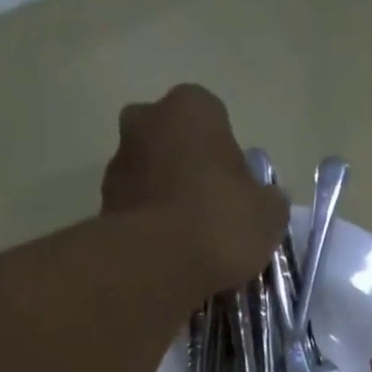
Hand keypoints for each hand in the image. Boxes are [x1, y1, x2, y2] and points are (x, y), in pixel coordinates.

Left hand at [100, 84, 288, 293]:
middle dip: (190, 172)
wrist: (157, 264)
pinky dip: (149, 227)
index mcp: (192, 106)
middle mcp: (146, 118)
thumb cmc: (220, 223)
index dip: (228, 159)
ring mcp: (118, 160)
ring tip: (188, 244)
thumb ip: (269, 200)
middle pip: (175, 144)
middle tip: (211, 214)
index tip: (236, 194)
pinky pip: (136, 210)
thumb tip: (265, 199)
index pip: (216, 122)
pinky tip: (168, 256)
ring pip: (151, 176)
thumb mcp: (269, 215)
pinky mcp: (102, 203)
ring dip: (166, 200)